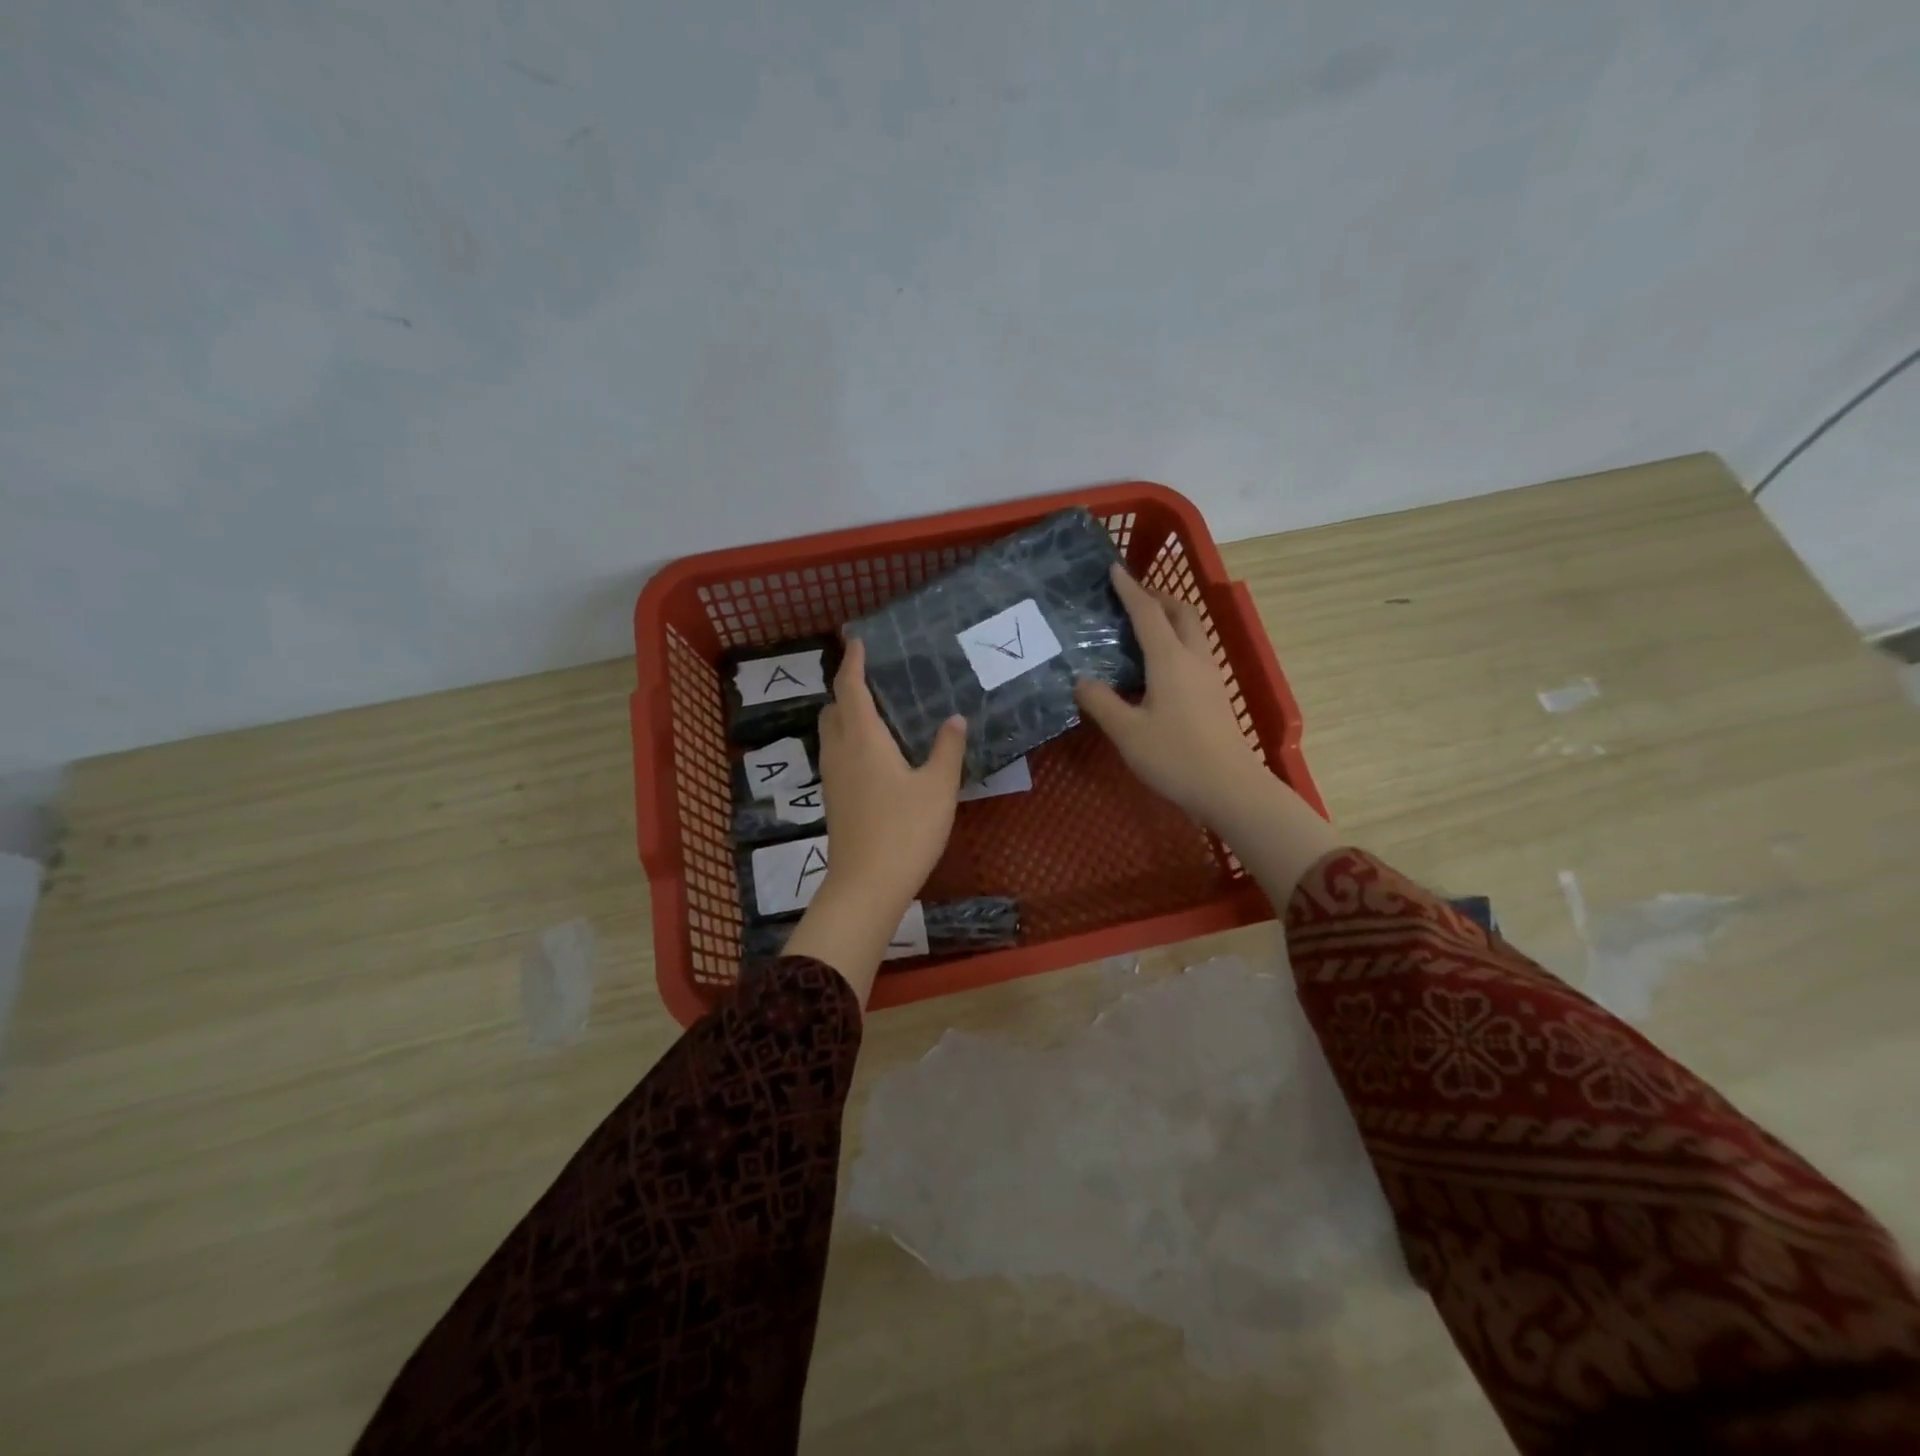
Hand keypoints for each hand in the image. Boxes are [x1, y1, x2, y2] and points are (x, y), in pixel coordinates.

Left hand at [781, 637, 966, 1003]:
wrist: (866, 885)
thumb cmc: (906, 830)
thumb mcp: (938, 787)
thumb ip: (947, 749)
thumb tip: (954, 719)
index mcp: (863, 739)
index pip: (850, 688)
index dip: (852, 662)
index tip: (857, 640)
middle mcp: (840, 751)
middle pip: (833, 708)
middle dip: (846, 688)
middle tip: (872, 680)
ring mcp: (832, 778)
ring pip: (830, 733)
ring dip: (845, 716)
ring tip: (875, 713)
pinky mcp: (834, 800)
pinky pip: (836, 755)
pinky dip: (848, 741)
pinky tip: (874, 755)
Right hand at [1076, 564, 1338, 905]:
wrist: (1230, 788)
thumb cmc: (1175, 757)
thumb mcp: (1127, 732)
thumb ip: (1100, 702)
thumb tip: (1081, 680)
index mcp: (1170, 659)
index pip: (1148, 612)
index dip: (1129, 589)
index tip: (1114, 569)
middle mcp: (1193, 658)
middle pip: (1180, 612)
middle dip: (1158, 596)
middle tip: (1132, 597)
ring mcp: (1209, 676)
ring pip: (1192, 632)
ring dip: (1170, 618)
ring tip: (1142, 627)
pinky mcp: (1215, 695)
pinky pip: (1194, 652)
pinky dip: (1175, 642)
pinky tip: (1158, 666)